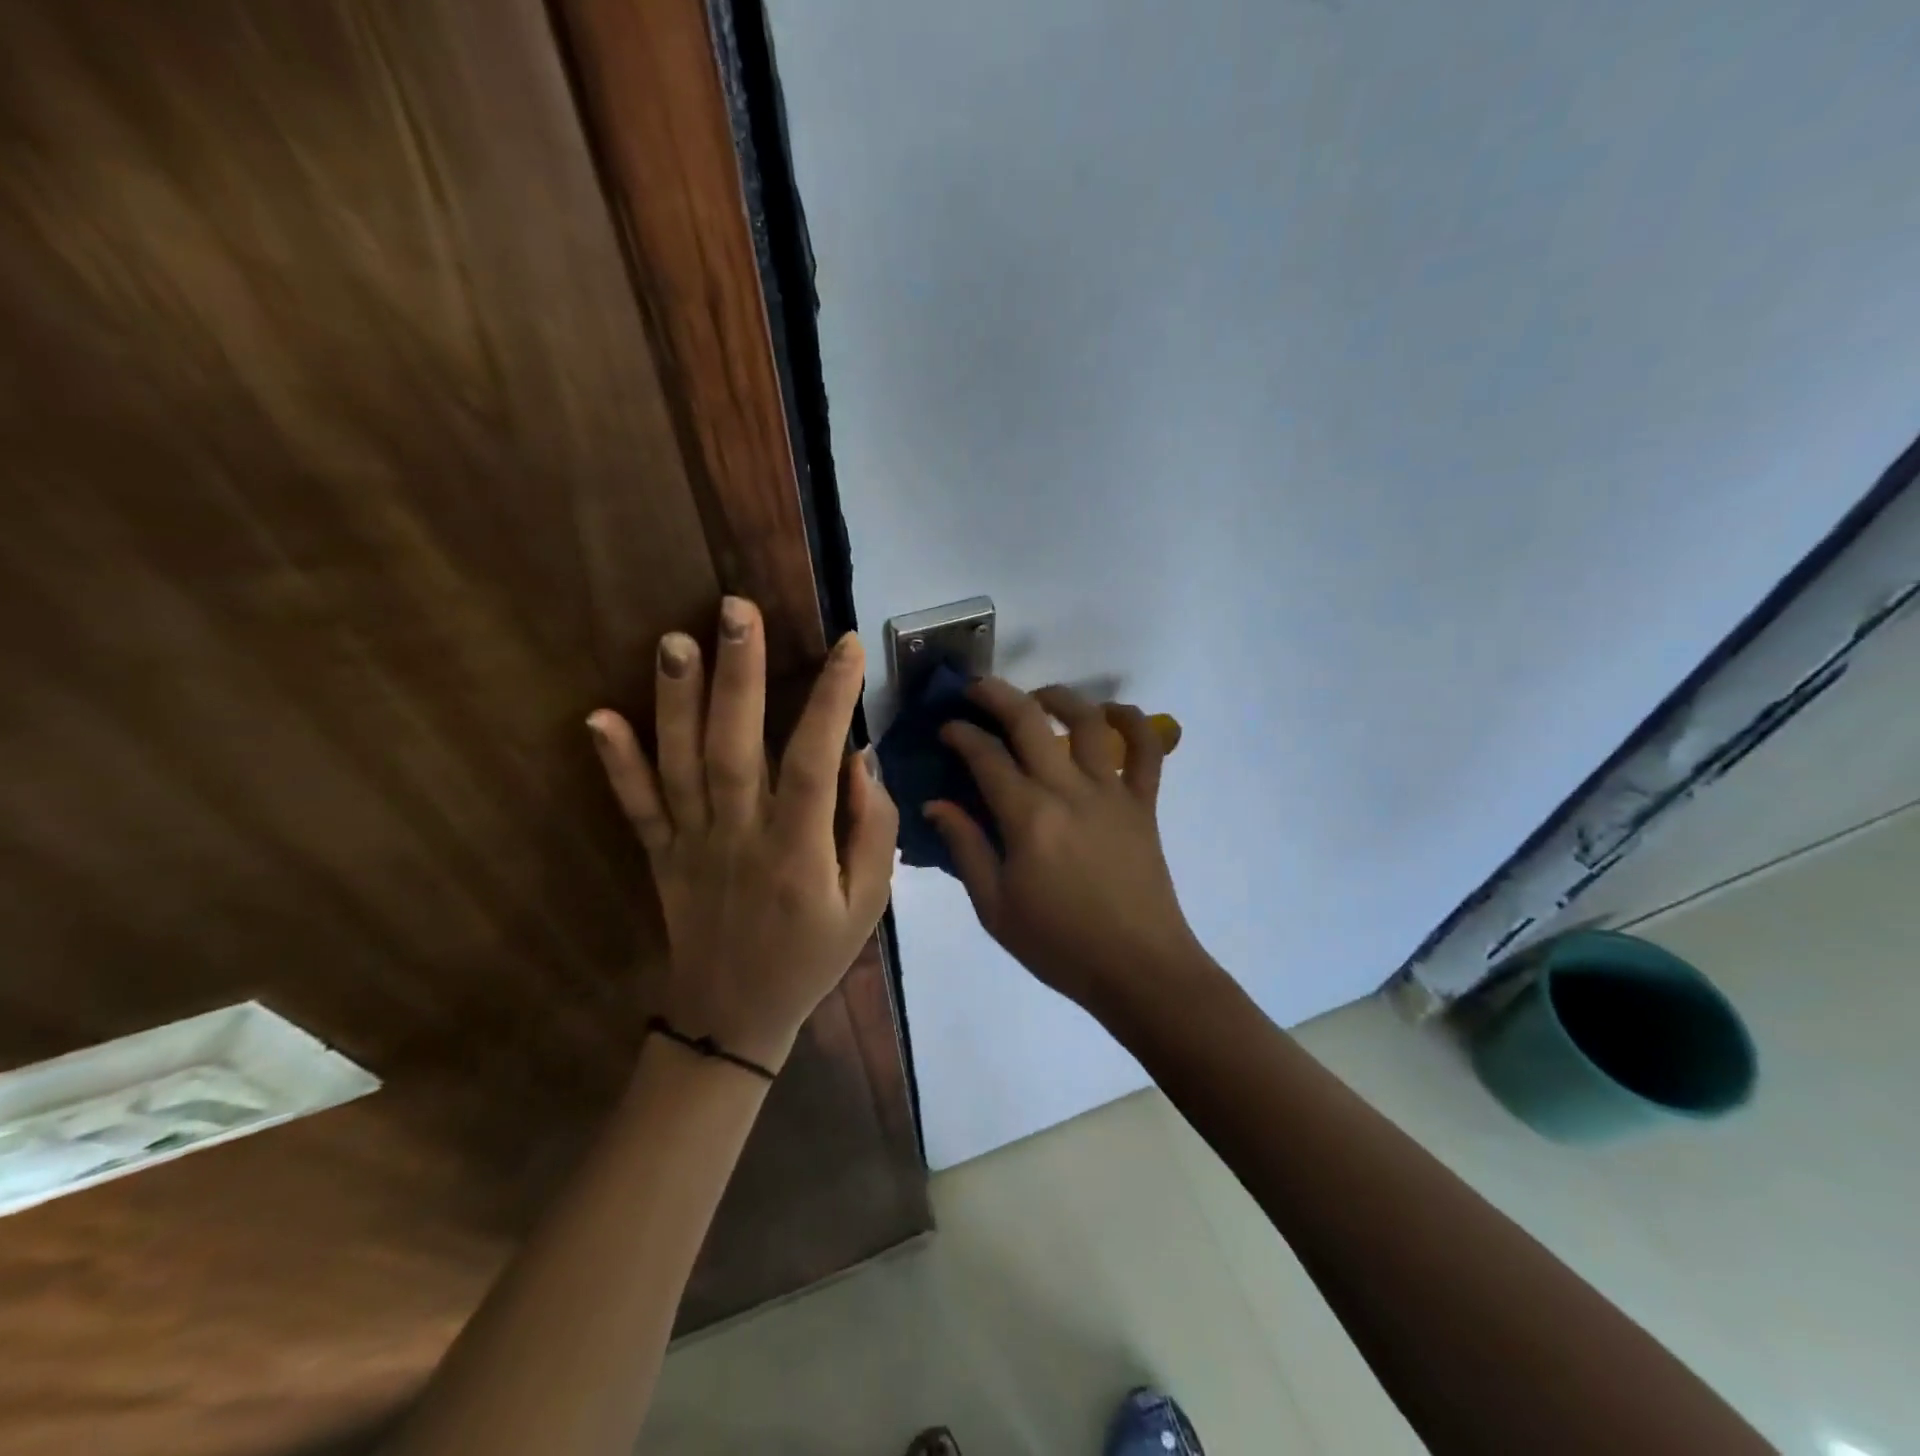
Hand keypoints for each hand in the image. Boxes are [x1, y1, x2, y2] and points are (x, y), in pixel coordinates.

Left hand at [586, 597, 898, 1072]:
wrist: (734, 1017)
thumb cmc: (812, 955)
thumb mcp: (868, 904)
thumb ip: (873, 830)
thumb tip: (859, 758)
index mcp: (798, 851)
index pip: (814, 762)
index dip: (831, 701)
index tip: (848, 645)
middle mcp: (740, 837)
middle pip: (735, 749)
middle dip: (738, 676)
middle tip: (736, 609)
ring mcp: (691, 844)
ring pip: (680, 767)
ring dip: (675, 702)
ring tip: (675, 639)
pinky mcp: (659, 855)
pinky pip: (635, 808)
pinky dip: (615, 765)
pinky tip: (597, 717)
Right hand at [924, 679, 1204, 1011]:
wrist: (1137, 968)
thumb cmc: (1059, 944)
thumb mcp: (995, 907)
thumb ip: (966, 848)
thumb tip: (936, 804)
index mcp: (1028, 817)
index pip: (986, 757)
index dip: (961, 735)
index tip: (946, 729)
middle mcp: (1069, 790)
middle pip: (1030, 721)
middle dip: (996, 695)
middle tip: (976, 690)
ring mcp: (1112, 792)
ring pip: (1088, 721)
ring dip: (1058, 697)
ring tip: (1037, 697)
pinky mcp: (1144, 803)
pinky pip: (1147, 750)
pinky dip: (1132, 722)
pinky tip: (1111, 713)